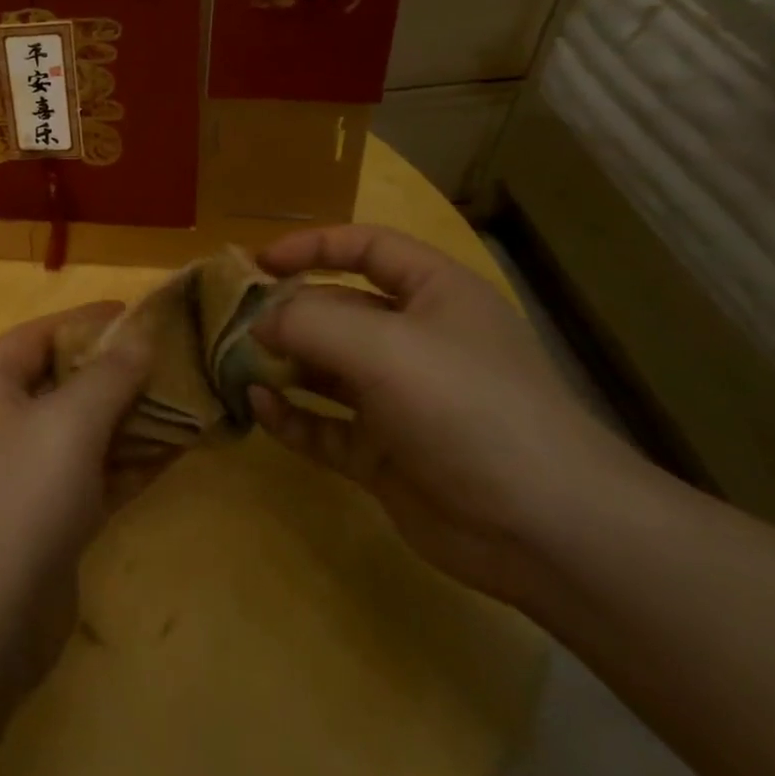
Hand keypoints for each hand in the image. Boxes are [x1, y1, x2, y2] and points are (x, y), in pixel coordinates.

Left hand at [0, 304, 153, 694]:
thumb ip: (108, 376)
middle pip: (65, 380)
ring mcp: (23, 472)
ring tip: (193, 396)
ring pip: (84, 428)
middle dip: (120, 369)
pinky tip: (181, 447)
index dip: (91, 321)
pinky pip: (94, 471)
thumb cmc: (17, 501)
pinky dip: (132, 459)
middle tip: (179, 357)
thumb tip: (140, 335)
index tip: (144, 313)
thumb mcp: (67, 425)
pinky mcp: (47, 516)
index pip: (42, 334)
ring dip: (134, 415)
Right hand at [249, 225, 649, 605]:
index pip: (368, 248)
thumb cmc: (467, 407)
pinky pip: (326, 425)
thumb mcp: (382, 346)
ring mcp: (400, 400)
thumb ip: (308, 322)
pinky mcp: (385, 453)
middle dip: (285, 313)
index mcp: (434, 295)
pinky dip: (292, 416)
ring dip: (281, 365)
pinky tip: (259, 408)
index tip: (260, 263)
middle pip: (338, 309)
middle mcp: (416, 340)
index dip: (313, 246)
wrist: (544, 529)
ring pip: (326, 370)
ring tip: (232, 363)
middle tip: (230, 322)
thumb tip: (258, 322)